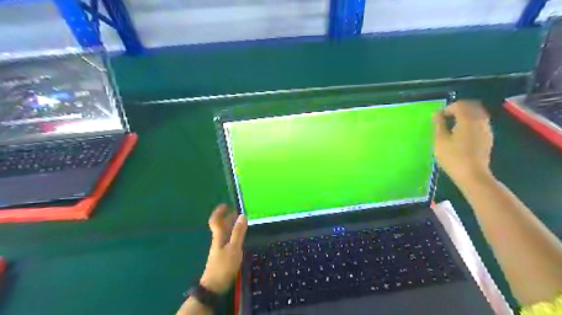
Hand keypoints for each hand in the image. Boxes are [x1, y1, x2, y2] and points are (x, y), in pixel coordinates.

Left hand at [201, 206, 245, 293]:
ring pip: (224, 232)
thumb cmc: (224, 265)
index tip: (226, 205)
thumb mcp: (234, 248)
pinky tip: (238, 237)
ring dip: (230, 225)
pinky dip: (232, 234)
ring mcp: (219, 248)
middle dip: (227, 217)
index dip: (219, 212)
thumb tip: (242, 215)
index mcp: (218, 236)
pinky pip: (227, 239)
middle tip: (237, 211)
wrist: (214, 286)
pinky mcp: (222, 255)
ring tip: (240, 221)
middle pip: (220, 226)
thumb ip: (238, 232)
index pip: (215, 221)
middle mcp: (217, 240)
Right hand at [431, 100, 492, 183]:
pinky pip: (480, 122)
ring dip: (465, 115)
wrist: (472, 175)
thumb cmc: (453, 157)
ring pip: (478, 114)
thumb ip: (438, 124)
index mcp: (468, 120)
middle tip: (446, 119)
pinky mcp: (488, 137)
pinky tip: (461, 133)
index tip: (438, 119)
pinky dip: (471, 122)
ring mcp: (486, 129)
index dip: (448, 109)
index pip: (460, 105)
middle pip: (472, 106)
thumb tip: (437, 114)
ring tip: (452, 126)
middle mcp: (480, 121)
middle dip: (458, 109)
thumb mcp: (440, 140)